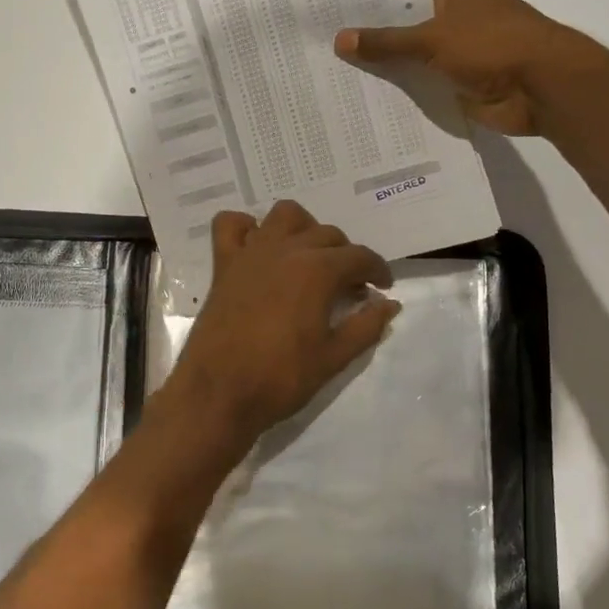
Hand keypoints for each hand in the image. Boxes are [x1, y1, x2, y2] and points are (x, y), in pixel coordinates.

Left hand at [162, 202, 399, 451]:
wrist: (219, 392)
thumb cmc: (281, 378)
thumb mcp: (334, 358)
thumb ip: (366, 326)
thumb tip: (389, 305)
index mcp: (318, 271)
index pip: (360, 256)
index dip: (378, 270)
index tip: (383, 288)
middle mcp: (286, 250)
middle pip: (327, 234)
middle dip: (345, 256)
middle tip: (348, 288)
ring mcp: (252, 253)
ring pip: (285, 215)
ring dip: (304, 228)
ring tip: (309, 258)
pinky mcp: (224, 264)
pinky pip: (231, 225)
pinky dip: (246, 227)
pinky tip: (258, 247)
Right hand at [334, 0, 576, 135]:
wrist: (542, 88)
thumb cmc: (491, 45)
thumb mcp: (431, 39)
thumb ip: (386, 42)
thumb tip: (340, 39)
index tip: (331, 10)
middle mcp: (455, 13)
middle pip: (405, 23)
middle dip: (372, 36)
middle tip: (323, 45)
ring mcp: (458, 49)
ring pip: (413, 57)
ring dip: (386, 67)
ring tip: (335, 74)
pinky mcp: (460, 81)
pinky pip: (423, 84)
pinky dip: (403, 91)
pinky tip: (367, 99)